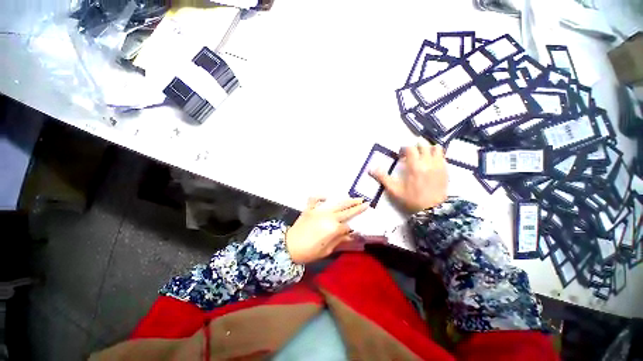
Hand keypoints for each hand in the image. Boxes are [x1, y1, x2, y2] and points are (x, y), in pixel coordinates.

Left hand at [285, 197, 368, 263]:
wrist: (289, 247)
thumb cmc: (309, 251)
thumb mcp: (327, 250)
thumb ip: (339, 240)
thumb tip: (350, 235)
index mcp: (334, 228)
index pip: (347, 226)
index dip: (350, 229)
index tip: (353, 231)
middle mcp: (328, 216)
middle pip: (346, 211)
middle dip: (357, 207)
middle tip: (366, 202)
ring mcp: (319, 210)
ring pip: (336, 203)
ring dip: (347, 200)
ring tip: (356, 198)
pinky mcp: (309, 208)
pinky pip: (315, 199)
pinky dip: (320, 197)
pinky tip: (326, 197)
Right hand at [370, 142, 447, 212]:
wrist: (432, 210)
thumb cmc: (411, 199)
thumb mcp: (394, 190)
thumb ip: (383, 178)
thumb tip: (370, 169)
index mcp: (414, 166)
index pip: (410, 148)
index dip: (404, 149)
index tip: (400, 155)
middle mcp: (427, 162)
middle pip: (423, 144)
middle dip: (415, 146)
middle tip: (410, 154)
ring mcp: (439, 165)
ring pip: (436, 148)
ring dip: (428, 148)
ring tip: (423, 155)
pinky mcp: (446, 170)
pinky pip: (443, 156)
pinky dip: (436, 155)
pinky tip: (431, 162)